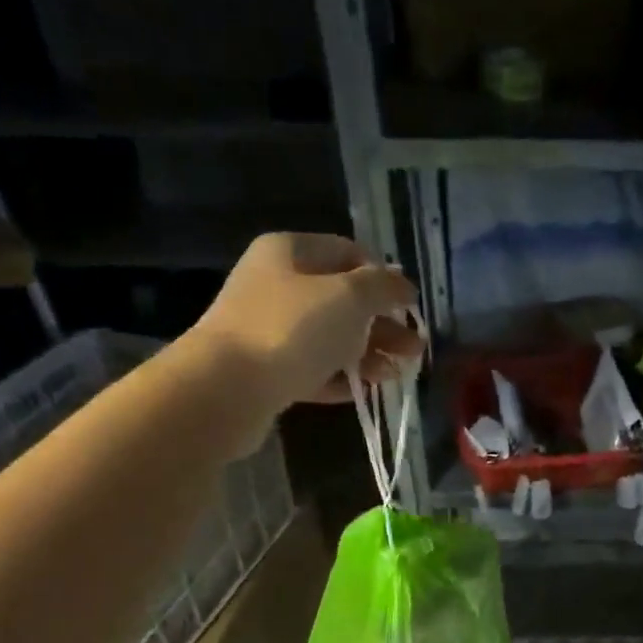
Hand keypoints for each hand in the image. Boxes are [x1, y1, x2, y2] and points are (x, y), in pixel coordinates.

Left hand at [193, 233, 422, 407]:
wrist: (227, 387)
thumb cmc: (292, 329)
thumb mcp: (348, 297)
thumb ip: (382, 287)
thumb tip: (403, 285)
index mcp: (291, 252)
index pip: (348, 253)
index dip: (383, 277)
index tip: (410, 306)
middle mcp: (277, 285)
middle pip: (342, 300)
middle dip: (382, 323)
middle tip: (414, 348)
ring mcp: (270, 330)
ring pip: (331, 338)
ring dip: (368, 353)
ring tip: (397, 374)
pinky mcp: (269, 371)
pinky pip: (315, 369)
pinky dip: (342, 377)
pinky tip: (367, 390)